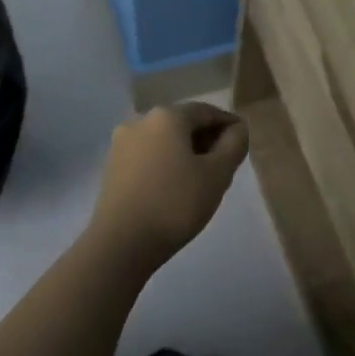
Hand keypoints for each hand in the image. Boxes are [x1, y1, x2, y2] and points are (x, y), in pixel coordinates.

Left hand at [85, 102, 248, 272]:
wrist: (121, 244)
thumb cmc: (175, 203)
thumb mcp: (218, 174)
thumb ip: (234, 145)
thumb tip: (237, 129)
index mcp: (167, 116)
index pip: (207, 111)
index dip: (229, 125)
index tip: (243, 143)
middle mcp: (140, 121)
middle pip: (183, 123)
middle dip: (207, 139)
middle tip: (225, 164)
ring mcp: (121, 144)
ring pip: (164, 140)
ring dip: (186, 152)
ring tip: (202, 179)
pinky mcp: (112, 167)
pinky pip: (148, 156)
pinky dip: (166, 163)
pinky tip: (175, 187)